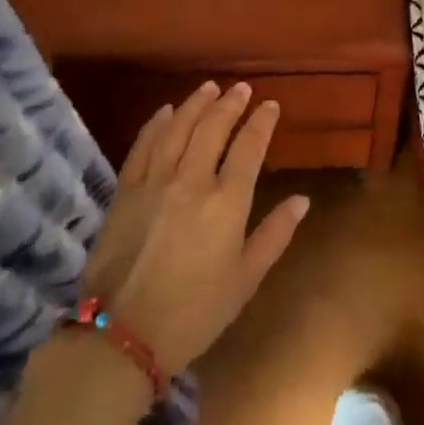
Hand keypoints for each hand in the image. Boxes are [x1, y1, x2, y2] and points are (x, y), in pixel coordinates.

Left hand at [77, 82, 308, 377]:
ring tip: (208, 88)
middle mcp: (191, 181)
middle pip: (212, 128)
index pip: (248, 147)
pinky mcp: (125, 192)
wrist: (121, 336)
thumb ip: (275, 235)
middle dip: (230, 104)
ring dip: (195, 104)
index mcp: (226, 203)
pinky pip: (142, 146)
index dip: (261, 122)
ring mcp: (154, 183)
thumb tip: (302, 200)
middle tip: (241, 89)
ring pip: (177, 128)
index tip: (271, 105)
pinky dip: (156, 124)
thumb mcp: (245, 280)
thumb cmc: (194, 313)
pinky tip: (165, 112)